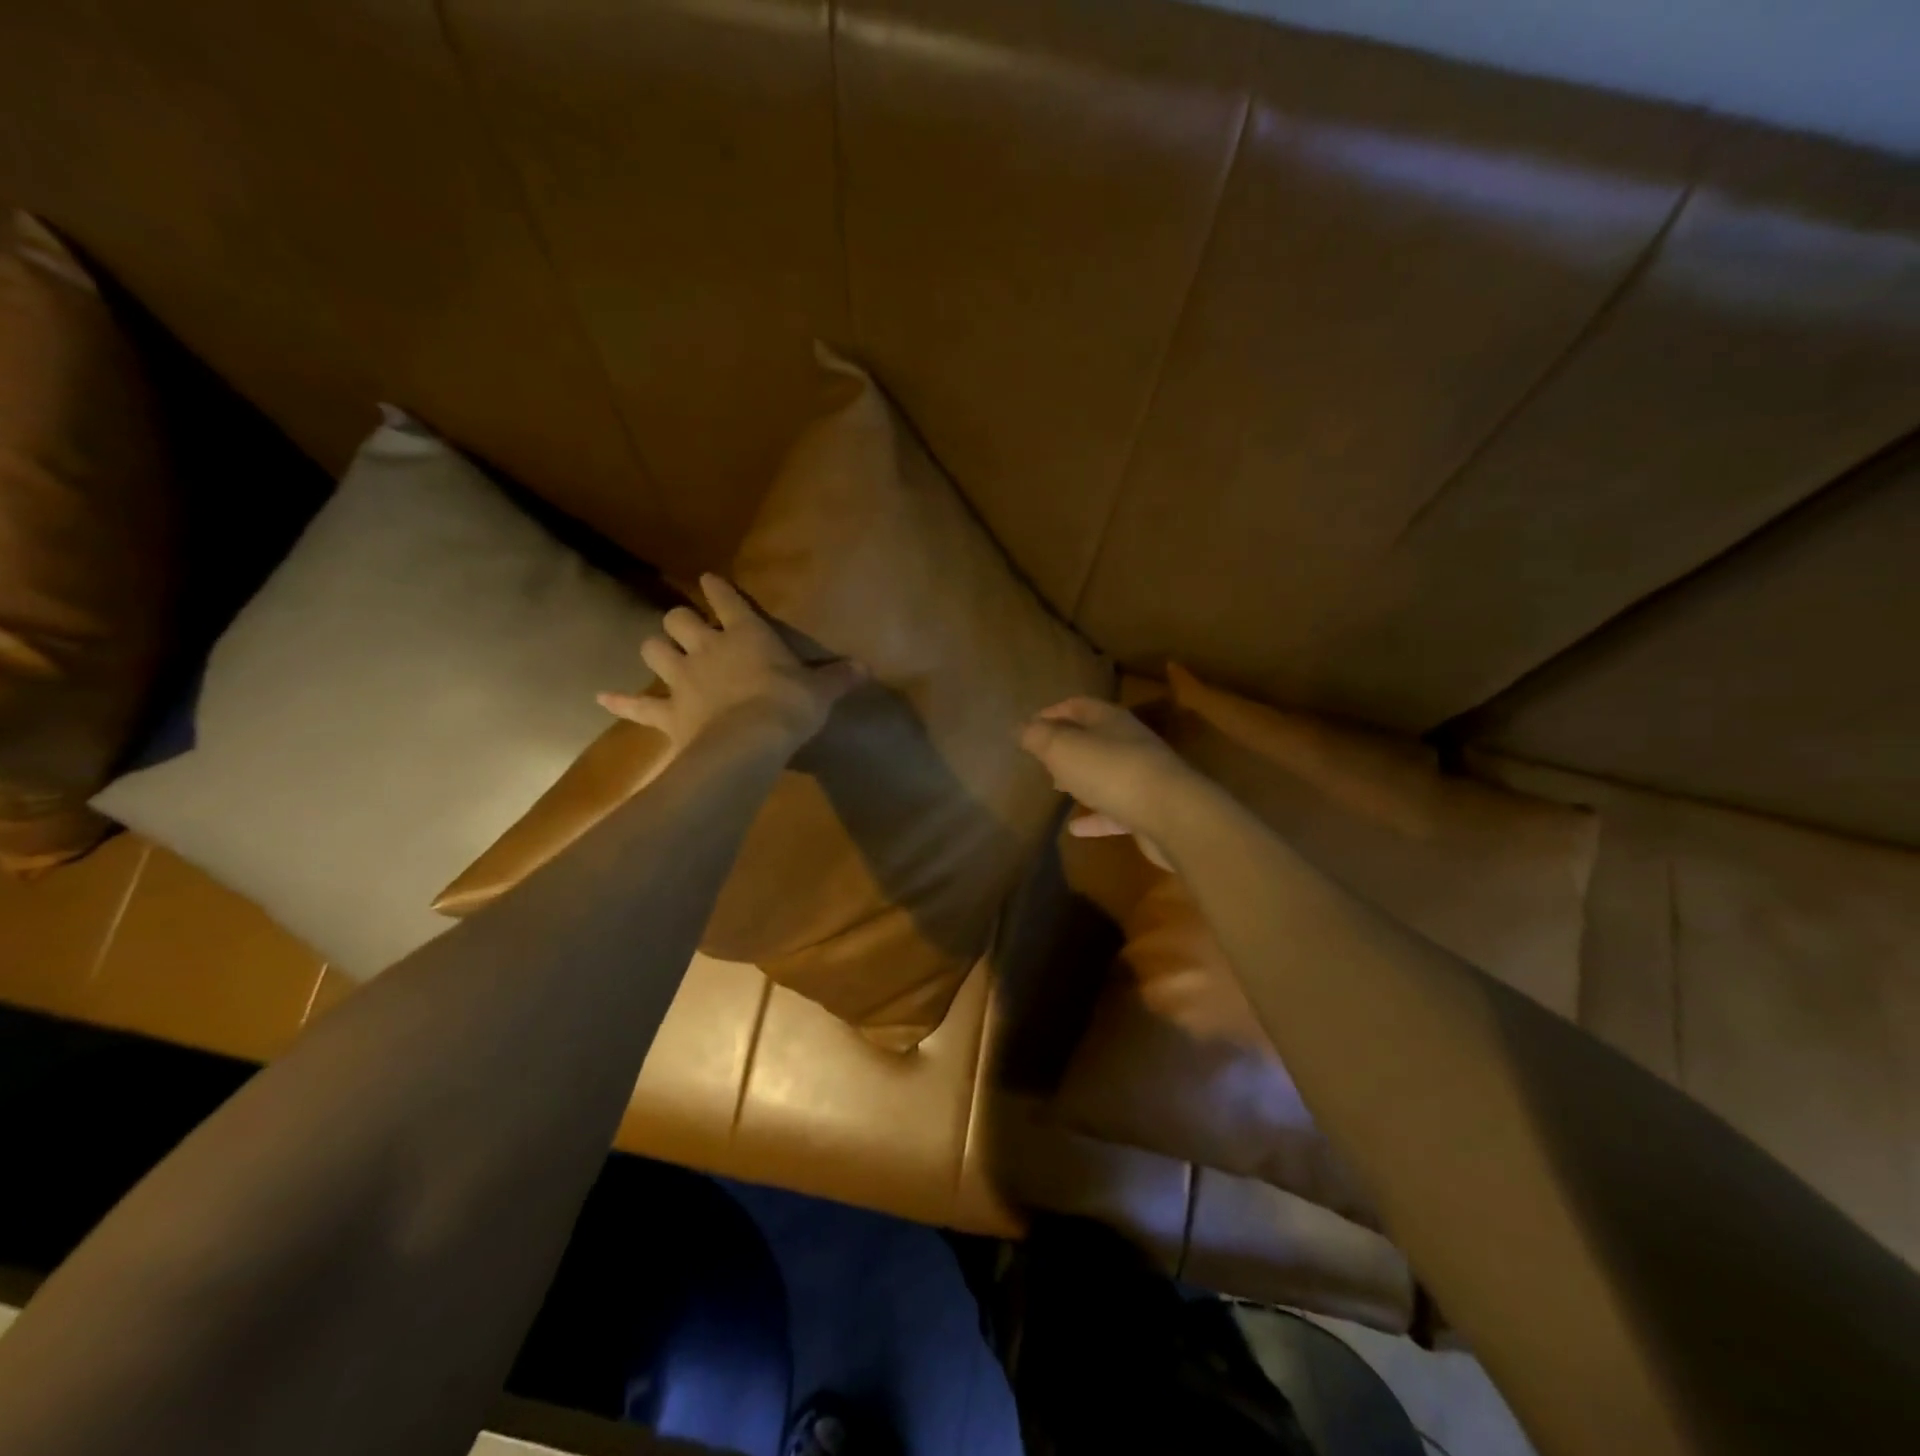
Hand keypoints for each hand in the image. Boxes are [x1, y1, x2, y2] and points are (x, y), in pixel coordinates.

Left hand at [599, 575, 865, 755]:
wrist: (750, 742)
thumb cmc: (788, 707)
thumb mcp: (821, 692)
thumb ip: (839, 677)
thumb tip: (866, 668)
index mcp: (746, 635)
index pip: (727, 599)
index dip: (718, 587)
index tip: (709, 580)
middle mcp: (708, 648)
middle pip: (679, 618)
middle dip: (681, 620)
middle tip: (688, 628)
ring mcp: (683, 679)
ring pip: (654, 649)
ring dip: (657, 648)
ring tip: (661, 652)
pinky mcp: (668, 711)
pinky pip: (637, 705)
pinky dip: (621, 702)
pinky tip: (602, 698)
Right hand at [1019, 697, 1196, 866]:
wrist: (1172, 815)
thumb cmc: (1111, 771)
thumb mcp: (1063, 748)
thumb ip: (1038, 736)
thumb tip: (1021, 727)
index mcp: (1110, 720)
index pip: (1077, 705)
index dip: (1052, 712)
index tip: (1029, 724)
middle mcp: (1129, 743)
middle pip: (1094, 738)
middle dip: (1067, 745)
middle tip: (1041, 758)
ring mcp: (1142, 777)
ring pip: (1105, 773)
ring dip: (1081, 779)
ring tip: (1055, 789)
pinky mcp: (1148, 811)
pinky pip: (1114, 811)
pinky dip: (1094, 817)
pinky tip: (1074, 829)